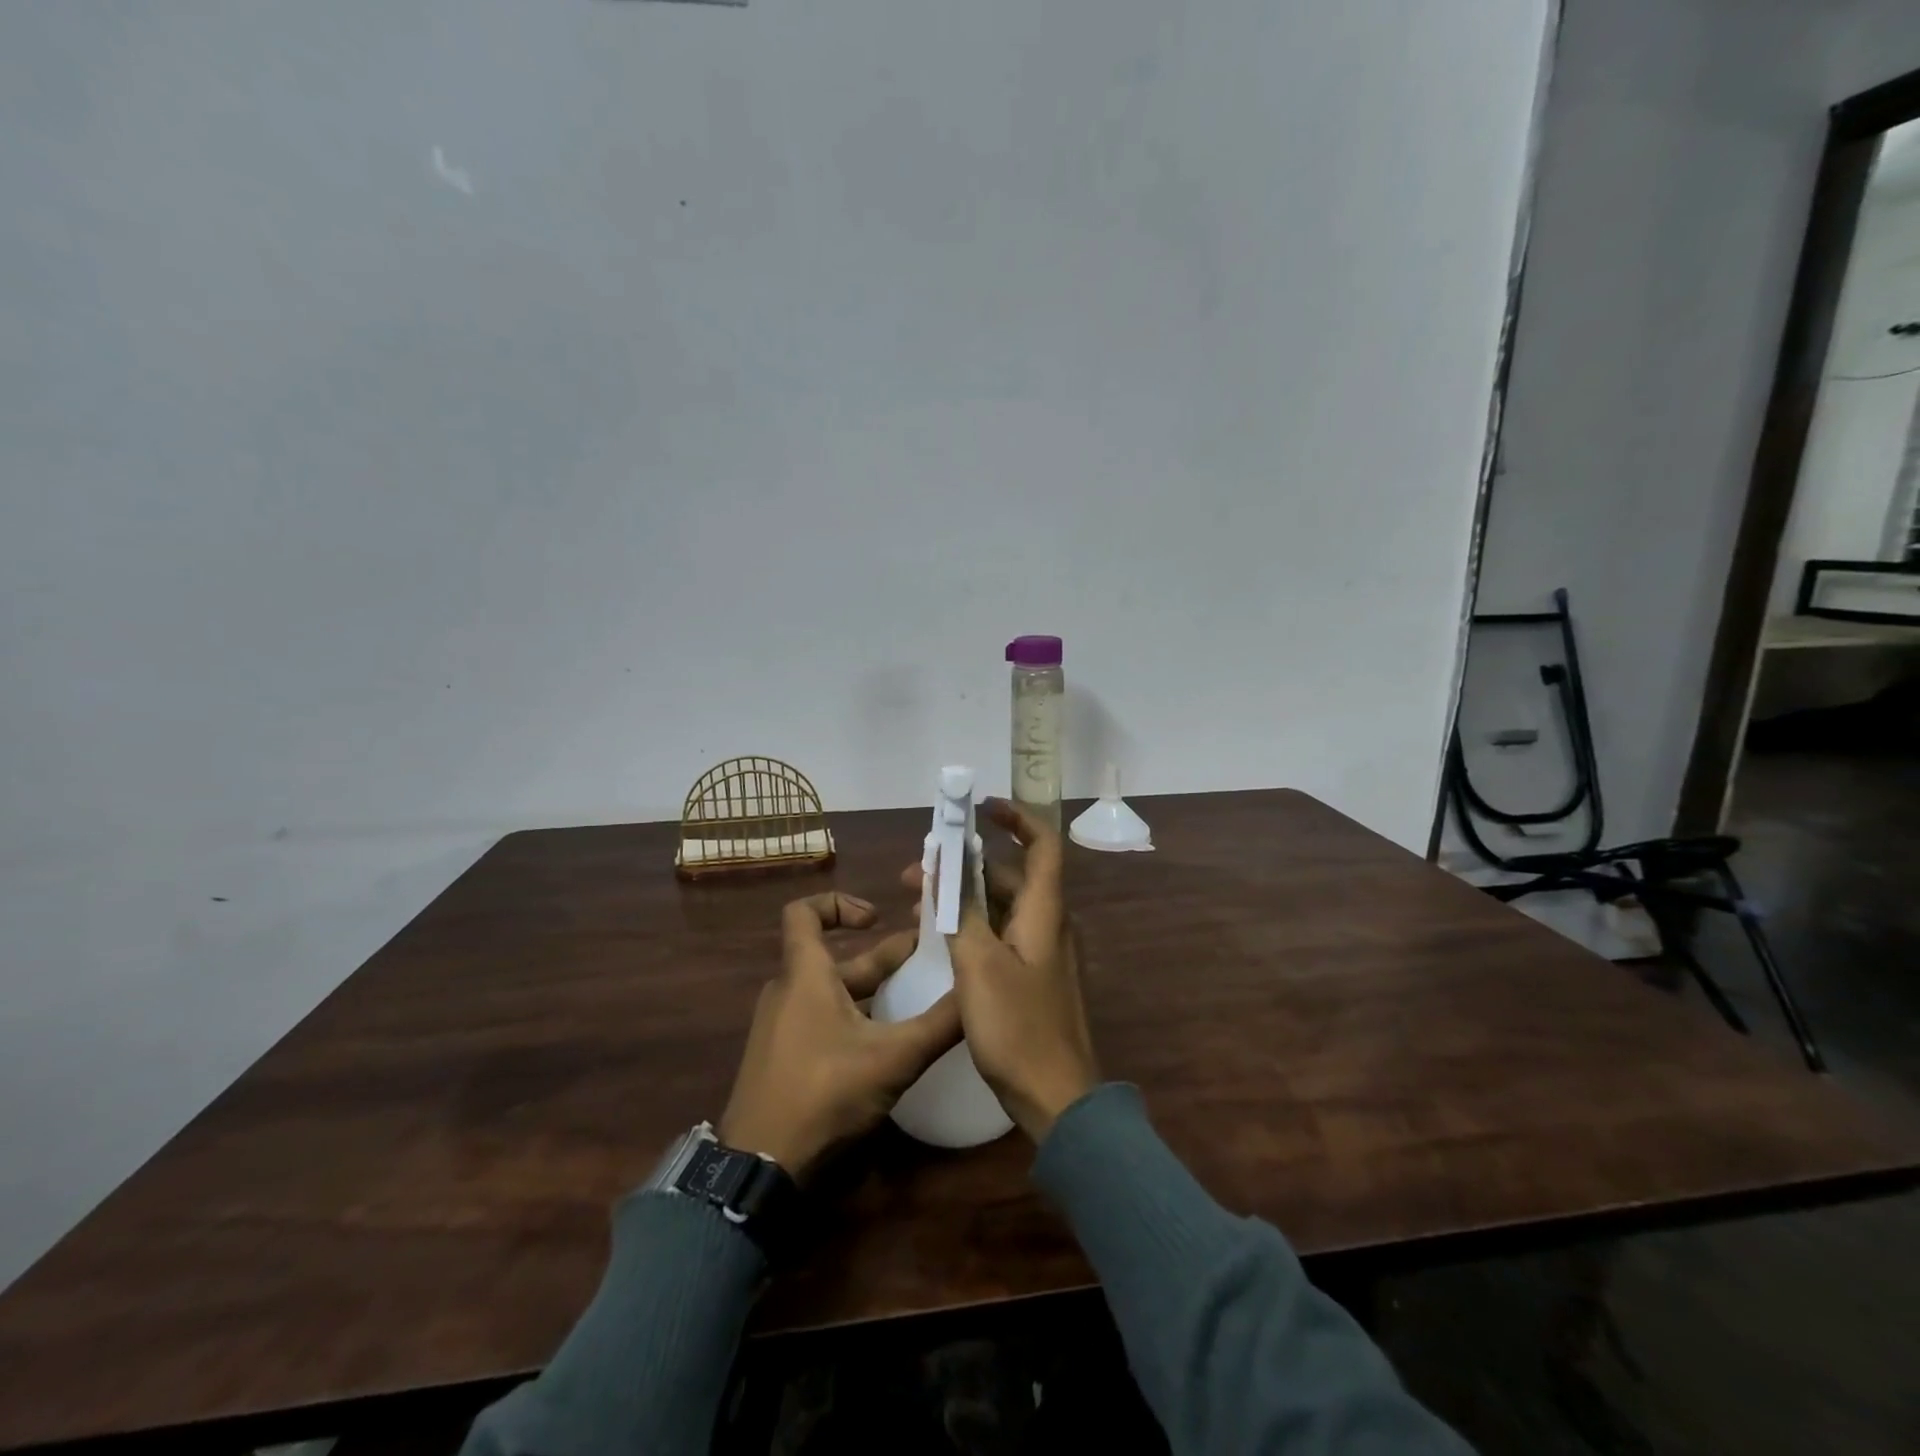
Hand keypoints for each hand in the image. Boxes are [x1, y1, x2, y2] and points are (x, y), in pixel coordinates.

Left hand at [719, 892, 961, 1182]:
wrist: (759, 1168)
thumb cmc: (823, 1092)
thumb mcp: (892, 1058)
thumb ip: (939, 1025)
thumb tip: (979, 991)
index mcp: (805, 975)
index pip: (803, 912)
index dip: (839, 903)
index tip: (878, 918)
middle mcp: (789, 992)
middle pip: (834, 959)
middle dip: (882, 958)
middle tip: (927, 961)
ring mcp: (782, 1028)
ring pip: (831, 993)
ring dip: (872, 992)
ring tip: (916, 1001)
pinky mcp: (782, 1059)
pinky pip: (820, 1021)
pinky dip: (854, 1020)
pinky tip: (887, 1045)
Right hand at [937, 801, 1099, 1141]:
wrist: (1058, 1098)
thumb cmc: (1018, 1026)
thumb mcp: (978, 965)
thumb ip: (959, 912)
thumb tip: (941, 867)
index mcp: (1044, 911)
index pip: (1042, 844)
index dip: (1016, 818)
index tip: (980, 809)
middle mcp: (1048, 924)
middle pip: (1011, 876)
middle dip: (965, 865)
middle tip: (918, 871)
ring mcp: (1043, 953)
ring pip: (1002, 908)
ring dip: (963, 898)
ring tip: (917, 905)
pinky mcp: (1033, 978)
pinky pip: (1002, 935)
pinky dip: (973, 926)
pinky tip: (939, 940)